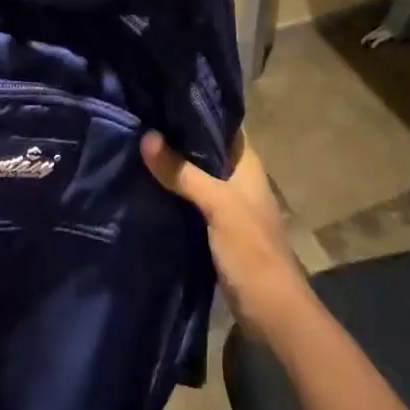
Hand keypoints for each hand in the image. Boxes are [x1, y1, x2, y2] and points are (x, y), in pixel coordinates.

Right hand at [141, 129, 309, 330]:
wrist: (273, 315)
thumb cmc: (252, 251)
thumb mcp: (217, 205)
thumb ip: (183, 172)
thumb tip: (146, 136)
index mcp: (247, 164)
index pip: (221, 123)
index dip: (196, 109)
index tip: (162, 95)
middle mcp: (238, 179)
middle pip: (205, 149)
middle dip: (177, 137)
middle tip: (140, 119)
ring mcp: (229, 206)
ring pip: (196, 176)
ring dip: (173, 166)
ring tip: (137, 146)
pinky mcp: (217, 230)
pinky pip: (191, 201)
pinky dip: (173, 194)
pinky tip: (147, 187)